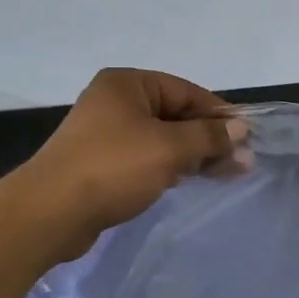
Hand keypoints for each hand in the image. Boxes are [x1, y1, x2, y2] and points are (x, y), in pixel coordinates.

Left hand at [20, 68, 247, 258]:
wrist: (50, 213)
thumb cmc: (113, 168)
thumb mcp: (169, 148)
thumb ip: (208, 137)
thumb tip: (241, 130)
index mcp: (127, 84)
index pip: (186, 91)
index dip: (219, 113)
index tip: (248, 135)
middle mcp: (115, 102)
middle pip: (174, 114)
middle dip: (208, 137)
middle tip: (243, 161)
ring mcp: (105, 134)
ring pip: (161, 138)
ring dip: (193, 154)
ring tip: (228, 173)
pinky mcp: (101, 164)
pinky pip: (145, 158)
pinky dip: (170, 166)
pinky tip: (191, 179)